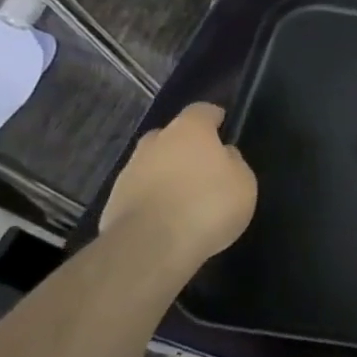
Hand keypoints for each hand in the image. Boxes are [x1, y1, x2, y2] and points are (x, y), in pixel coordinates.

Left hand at [101, 104, 257, 270]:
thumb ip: (233, 162)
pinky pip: (140, 192)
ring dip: (166, 174)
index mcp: (189, 130)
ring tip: (185, 197)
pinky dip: (152, 198)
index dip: (214, 118)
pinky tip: (167, 218)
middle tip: (202, 166)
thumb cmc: (208, 204)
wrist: (151, 246)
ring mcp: (129, 172)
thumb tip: (223, 155)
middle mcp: (155, 143)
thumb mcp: (243, 182)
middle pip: (170, 135)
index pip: (202, 110)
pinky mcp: (113, 202)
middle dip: (184, 146)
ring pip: (152, 164)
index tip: (223, 127)